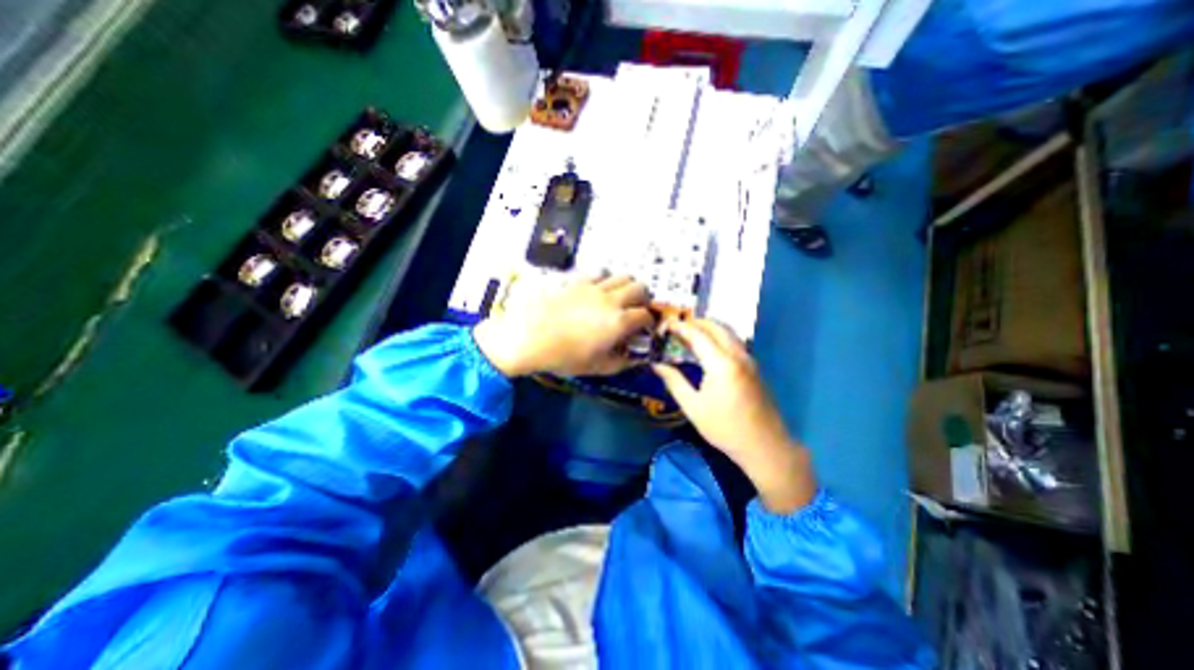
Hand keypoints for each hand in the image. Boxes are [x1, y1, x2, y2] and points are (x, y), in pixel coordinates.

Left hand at [471, 272, 652, 376]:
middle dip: (643, 299)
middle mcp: (611, 300)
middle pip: (640, 288)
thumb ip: (622, 363)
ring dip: (626, 286)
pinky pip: (599, 273)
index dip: (649, 322)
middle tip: (635, 310)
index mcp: (619, 322)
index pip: (646, 315)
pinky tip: (598, 290)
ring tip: (619, 298)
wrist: (530, 337)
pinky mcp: (578, 281)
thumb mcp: (597, 367)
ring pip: (622, 276)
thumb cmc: (565, 357)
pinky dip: (605, 280)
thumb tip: (637, 359)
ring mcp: (594, 287)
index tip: (645, 328)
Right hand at [653, 319, 812, 512]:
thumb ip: (674, 381)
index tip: (664, 325)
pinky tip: (707, 348)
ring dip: (708, 328)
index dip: (680, 327)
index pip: (697, 334)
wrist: (764, 446)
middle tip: (676, 327)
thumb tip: (656, 365)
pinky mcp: (753, 367)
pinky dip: (718, 337)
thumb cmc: (724, 428)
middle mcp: (738, 355)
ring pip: (727, 332)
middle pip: (715, 326)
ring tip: (689, 334)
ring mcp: (749, 360)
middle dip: (694, 322)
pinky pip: (734, 342)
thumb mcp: (693, 407)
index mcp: (721, 364)